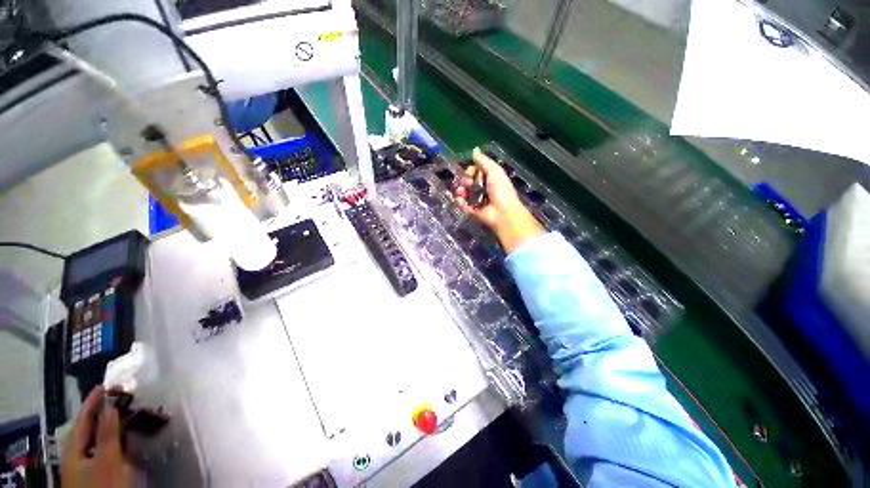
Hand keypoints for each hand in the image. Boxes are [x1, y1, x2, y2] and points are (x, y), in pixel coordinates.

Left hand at [61, 386, 131, 487]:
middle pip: (88, 428)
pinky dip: (112, 438)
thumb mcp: (106, 459)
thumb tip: (111, 404)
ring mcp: (85, 465)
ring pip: (96, 439)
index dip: (94, 400)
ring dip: (110, 424)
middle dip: (104, 411)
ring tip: (125, 414)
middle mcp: (76, 453)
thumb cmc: (103, 483)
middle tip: (121, 397)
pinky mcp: (95, 472)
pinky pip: (102, 448)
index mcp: (74, 447)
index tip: (108, 384)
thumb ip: (107, 432)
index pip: (83, 418)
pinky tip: (122, 439)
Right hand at [455, 148, 543, 253]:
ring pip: (463, 192)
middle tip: (468, 182)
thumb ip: (483, 161)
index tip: (470, 171)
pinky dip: (460, 202)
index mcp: (489, 178)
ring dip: (460, 190)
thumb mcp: (494, 171)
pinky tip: (461, 200)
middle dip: (465, 180)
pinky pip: (462, 204)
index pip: (475, 171)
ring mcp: (477, 199)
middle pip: (467, 180)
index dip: (470, 170)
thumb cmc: (500, 189)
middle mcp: (482, 188)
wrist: (502, 211)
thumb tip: (474, 149)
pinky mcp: (472, 210)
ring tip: (461, 192)